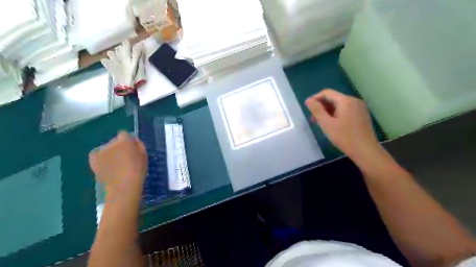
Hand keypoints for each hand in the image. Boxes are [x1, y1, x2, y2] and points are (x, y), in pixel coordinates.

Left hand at [89, 132, 146, 199]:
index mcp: (124, 141)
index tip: (133, 147)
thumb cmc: (138, 170)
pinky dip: (100, 155)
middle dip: (120, 145)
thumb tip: (134, 141)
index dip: (129, 140)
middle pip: (115, 140)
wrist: (124, 187)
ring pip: (106, 147)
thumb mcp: (144, 155)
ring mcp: (100, 152)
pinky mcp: (94, 161)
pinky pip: (96, 154)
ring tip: (116, 162)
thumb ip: (139, 145)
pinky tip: (105, 161)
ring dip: (111, 151)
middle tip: (126, 156)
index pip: (124, 134)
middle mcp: (110, 144)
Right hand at [305, 90, 381, 160]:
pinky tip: (332, 125)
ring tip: (321, 123)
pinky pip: (345, 110)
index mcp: (346, 100)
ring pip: (339, 105)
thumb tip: (308, 100)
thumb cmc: (344, 137)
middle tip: (313, 119)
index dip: (315, 98)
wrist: (365, 151)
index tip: (307, 108)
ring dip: (328, 111)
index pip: (327, 93)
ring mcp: (359, 108)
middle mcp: (354, 100)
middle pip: (333, 98)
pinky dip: (336, 114)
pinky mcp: (361, 115)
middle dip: (321, 106)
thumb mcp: (326, 124)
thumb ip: (316, 110)